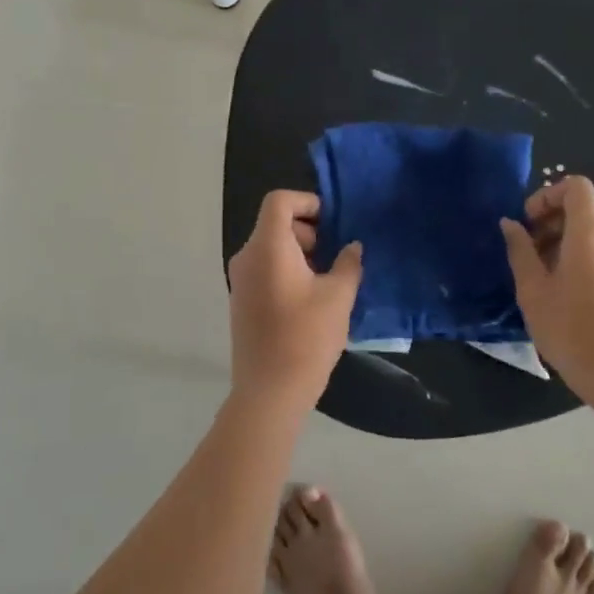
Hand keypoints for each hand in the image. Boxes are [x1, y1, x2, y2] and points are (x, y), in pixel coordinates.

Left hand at [228, 190, 362, 405]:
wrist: (269, 391)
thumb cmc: (306, 337)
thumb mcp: (338, 297)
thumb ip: (348, 263)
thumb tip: (352, 247)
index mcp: (268, 247)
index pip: (279, 201)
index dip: (307, 202)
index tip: (333, 223)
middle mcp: (247, 257)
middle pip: (275, 224)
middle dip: (309, 231)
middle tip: (336, 256)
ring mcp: (241, 280)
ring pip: (272, 248)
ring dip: (301, 253)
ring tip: (329, 280)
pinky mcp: (242, 301)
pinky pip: (266, 269)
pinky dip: (288, 270)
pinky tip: (312, 299)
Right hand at [499, 176, 593, 395]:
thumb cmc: (569, 327)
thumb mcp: (532, 289)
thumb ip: (520, 250)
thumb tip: (510, 224)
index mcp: (590, 232)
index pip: (576, 186)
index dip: (547, 194)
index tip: (527, 221)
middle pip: (584, 207)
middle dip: (552, 218)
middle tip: (527, 247)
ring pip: (593, 230)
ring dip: (563, 238)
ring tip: (540, 271)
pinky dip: (580, 254)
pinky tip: (561, 288)